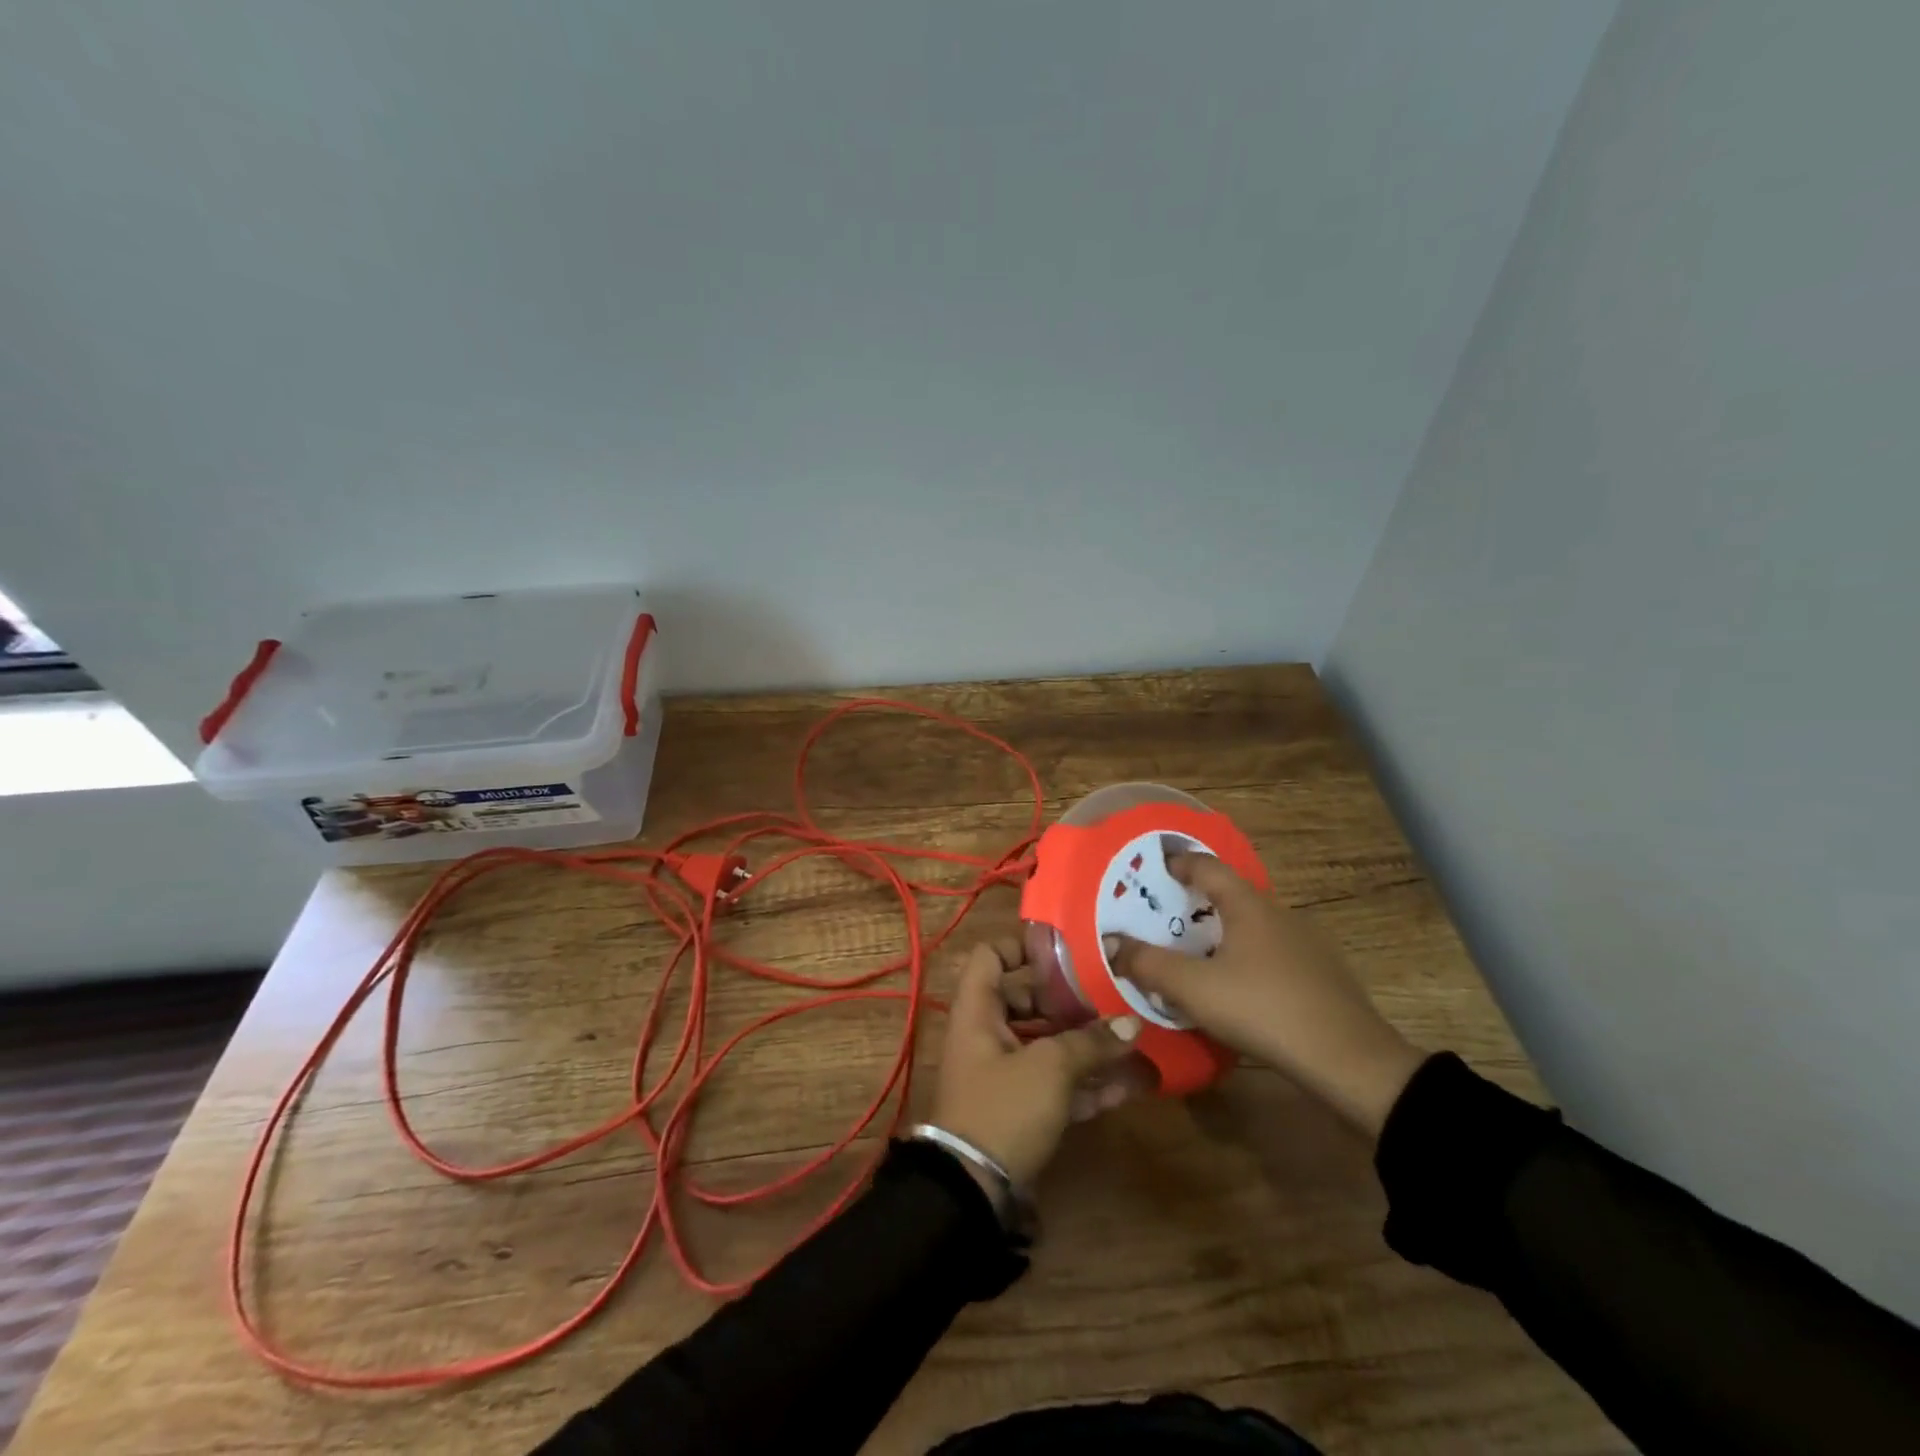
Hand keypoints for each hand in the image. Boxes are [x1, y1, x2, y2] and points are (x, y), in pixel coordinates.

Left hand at [929, 938, 1143, 1188]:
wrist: (972, 1191)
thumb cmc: (1003, 1107)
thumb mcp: (1049, 1068)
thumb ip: (1091, 1043)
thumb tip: (1132, 1025)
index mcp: (978, 1010)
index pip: (990, 956)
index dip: (1022, 946)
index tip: (1065, 950)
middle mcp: (987, 1034)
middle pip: (1028, 1000)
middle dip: (1071, 1000)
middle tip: (1112, 995)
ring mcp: (1004, 1072)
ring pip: (1048, 1044)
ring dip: (1087, 1044)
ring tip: (1133, 1040)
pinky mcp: (1021, 1108)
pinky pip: (1056, 1083)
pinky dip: (1087, 1082)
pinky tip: (1130, 1085)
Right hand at [1106, 854, 1424, 1136]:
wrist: (1350, 1062)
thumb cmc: (1264, 1010)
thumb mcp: (1194, 988)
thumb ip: (1148, 964)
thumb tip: (1111, 944)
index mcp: (1249, 905)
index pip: (1208, 866)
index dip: (1179, 862)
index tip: (1154, 868)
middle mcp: (1279, 914)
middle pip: (1230, 895)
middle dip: (1195, 901)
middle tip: (1163, 916)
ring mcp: (1306, 944)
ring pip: (1252, 926)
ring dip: (1221, 932)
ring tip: (1193, 954)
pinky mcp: (1321, 975)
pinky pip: (1271, 952)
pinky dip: (1245, 956)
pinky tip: (1236, 987)